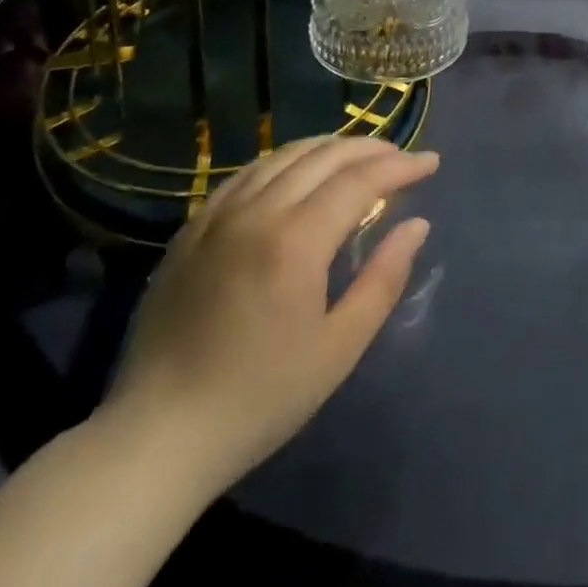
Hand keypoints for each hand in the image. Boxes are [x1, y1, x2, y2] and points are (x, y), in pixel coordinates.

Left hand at [99, 136, 437, 496]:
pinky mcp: (192, 229)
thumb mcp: (339, 348)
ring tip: (358, 157)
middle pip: (325, 155)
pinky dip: (285, 161)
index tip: (431, 163)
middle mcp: (257, 212)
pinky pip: (248, 173)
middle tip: (401, 157)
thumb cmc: (259, 399)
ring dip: (330, 148)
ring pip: (285, 155)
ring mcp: (218, 216)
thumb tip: (417, 225)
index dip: (401, 165)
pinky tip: (298, 173)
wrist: (156, 438)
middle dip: (371, 149)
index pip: (360, 179)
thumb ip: (384, 279)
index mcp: (296, 241)